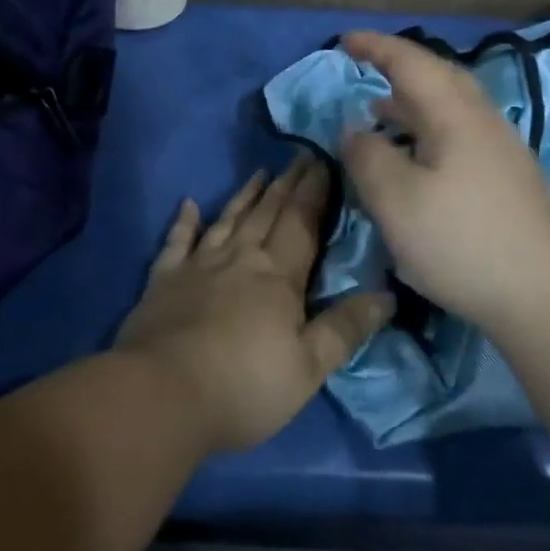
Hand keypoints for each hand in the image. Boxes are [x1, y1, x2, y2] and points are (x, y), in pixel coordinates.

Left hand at [115, 154, 392, 452]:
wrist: (163, 394)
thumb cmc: (244, 386)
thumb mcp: (308, 368)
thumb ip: (345, 328)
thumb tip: (386, 295)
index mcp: (278, 276)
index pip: (302, 222)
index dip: (315, 192)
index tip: (324, 161)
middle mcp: (240, 258)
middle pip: (267, 212)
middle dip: (287, 184)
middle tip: (299, 156)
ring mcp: (199, 265)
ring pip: (228, 219)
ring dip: (245, 195)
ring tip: (260, 172)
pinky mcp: (164, 279)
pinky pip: (177, 241)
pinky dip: (184, 221)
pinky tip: (189, 203)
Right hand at [339, 31, 549, 337]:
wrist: (548, 300)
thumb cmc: (463, 243)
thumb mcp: (396, 201)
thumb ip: (367, 157)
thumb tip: (354, 130)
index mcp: (455, 114)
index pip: (411, 62)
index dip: (376, 47)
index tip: (344, 41)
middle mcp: (483, 121)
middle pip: (439, 76)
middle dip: (400, 66)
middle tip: (366, 67)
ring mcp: (502, 150)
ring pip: (451, 107)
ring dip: (413, 102)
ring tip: (380, 113)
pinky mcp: (509, 180)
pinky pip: (460, 134)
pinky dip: (428, 130)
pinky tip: (416, 160)